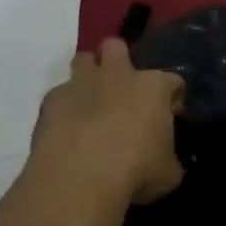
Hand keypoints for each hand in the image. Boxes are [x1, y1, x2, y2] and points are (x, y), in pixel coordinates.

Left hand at [31, 38, 184, 204]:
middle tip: (124, 91)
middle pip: (117, 47)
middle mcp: (117, 75)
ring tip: (92, 103)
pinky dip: (65, 107)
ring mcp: (81, 84)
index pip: (173, 81)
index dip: (173, 98)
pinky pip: (59, 94)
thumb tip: (165, 162)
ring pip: (83, 59)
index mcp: (153, 87)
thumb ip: (168, 159)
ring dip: (89, 75)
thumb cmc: (136, 171)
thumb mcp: (168, 174)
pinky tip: (67, 129)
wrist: (80, 178)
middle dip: (120, 61)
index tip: (169, 116)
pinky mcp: (51, 100)